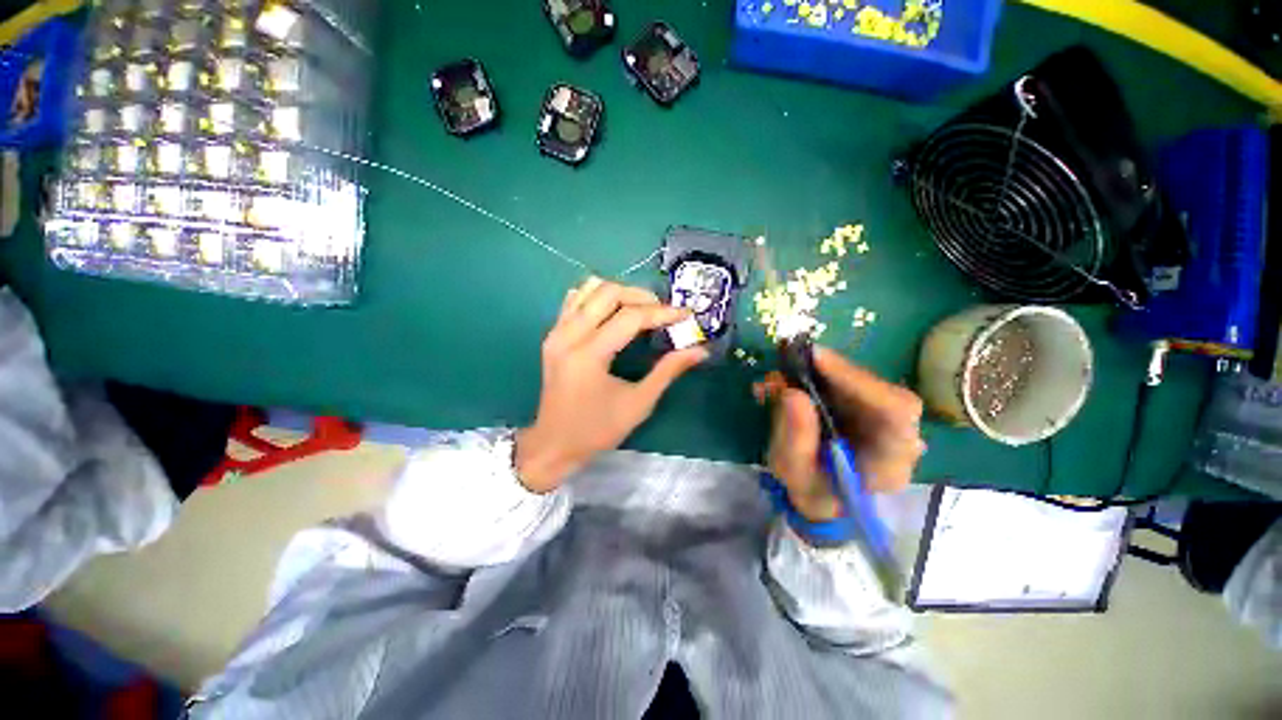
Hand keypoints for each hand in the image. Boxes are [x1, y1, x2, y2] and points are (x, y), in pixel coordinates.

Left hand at [515, 277, 709, 492]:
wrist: (554, 444)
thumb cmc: (598, 430)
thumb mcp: (639, 403)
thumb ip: (668, 371)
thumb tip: (700, 350)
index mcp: (589, 355)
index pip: (630, 318)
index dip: (662, 313)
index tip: (686, 314)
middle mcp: (568, 336)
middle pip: (608, 293)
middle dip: (641, 296)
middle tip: (663, 311)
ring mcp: (556, 332)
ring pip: (589, 289)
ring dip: (620, 292)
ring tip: (641, 308)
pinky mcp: (552, 335)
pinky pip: (575, 300)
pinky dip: (597, 297)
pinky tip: (613, 311)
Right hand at [754, 346, 924, 520]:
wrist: (824, 500)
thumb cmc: (812, 493)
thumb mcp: (795, 473)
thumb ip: (794, 439)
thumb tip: (790, 392)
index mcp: (889, 464)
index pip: (894, 411)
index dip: (856, 379)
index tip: (815, 359)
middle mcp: (899, 438)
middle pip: (879, 390)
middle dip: (832, 372)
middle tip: (789, 360)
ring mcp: (887, 421)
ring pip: (861, 382)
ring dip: (818, 373)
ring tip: (779, 376)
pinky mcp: (869, 408)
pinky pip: (848, 383)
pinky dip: (815, 376)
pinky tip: (787, 380)